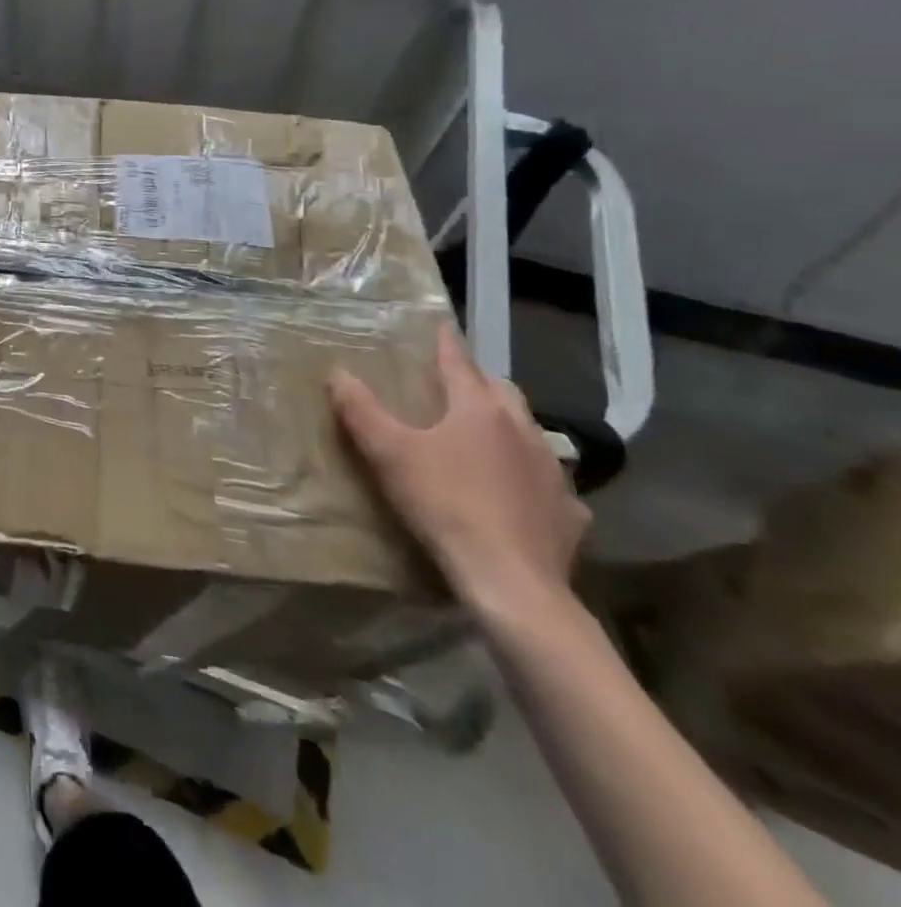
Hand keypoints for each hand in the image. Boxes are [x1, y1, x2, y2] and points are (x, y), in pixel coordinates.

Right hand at [329, 324, 590, 629]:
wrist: (510, 580)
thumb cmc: (444, 503)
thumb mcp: (389, 453)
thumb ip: (361, 410)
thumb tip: (337, 372)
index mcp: (479, 409)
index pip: (459, 364)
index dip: (446, 344)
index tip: (441, 326)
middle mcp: (523, 430)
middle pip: (502, 391)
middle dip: (479, 381)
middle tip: (456, 382)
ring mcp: (553, 471)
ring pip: (530, 432)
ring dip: (508, 425)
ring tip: (486, 433)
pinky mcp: (569, 512)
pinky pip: (549, 481)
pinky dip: (531, 476)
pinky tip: (520, 493)